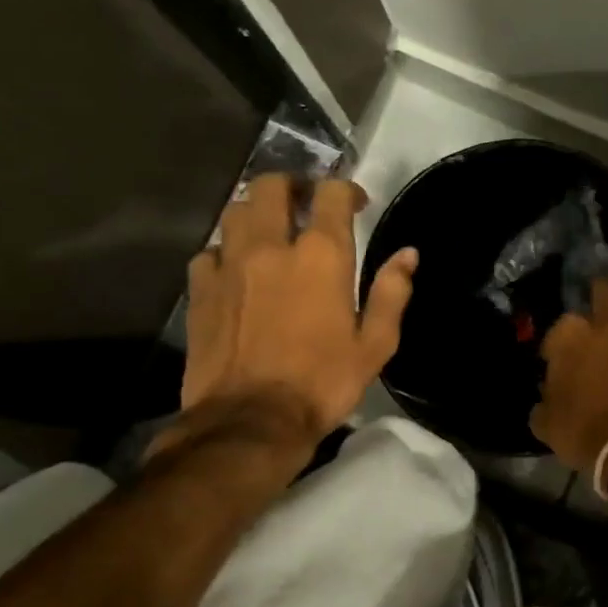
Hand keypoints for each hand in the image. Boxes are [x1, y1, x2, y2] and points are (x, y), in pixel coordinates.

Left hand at [169, 174, 417, 454]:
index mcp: (322, 256)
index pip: (331, 194)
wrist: (251, 421)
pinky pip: (209, 251)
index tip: (356, 203)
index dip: (346, 190)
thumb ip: (392, 293)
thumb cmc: (323, 382)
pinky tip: (236, 270)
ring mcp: (229, 265)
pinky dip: (225, 251)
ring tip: (271, 231)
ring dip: (257, 213)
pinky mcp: (200, 289)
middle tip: (306, 203)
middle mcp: (272, 247)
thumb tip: (407, 255)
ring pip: (236, 212)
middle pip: (272, 186)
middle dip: (292, 186)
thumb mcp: (376, 344)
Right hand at [530, 272, 607, 471]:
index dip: (559, 339)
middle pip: (604, 286)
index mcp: (571, 340)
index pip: (561, 323)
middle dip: (601, 292)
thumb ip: (544, 405)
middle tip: (602, 308)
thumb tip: (544, 401)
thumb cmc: (587, 436)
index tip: (559, 356)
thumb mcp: (548, 426)